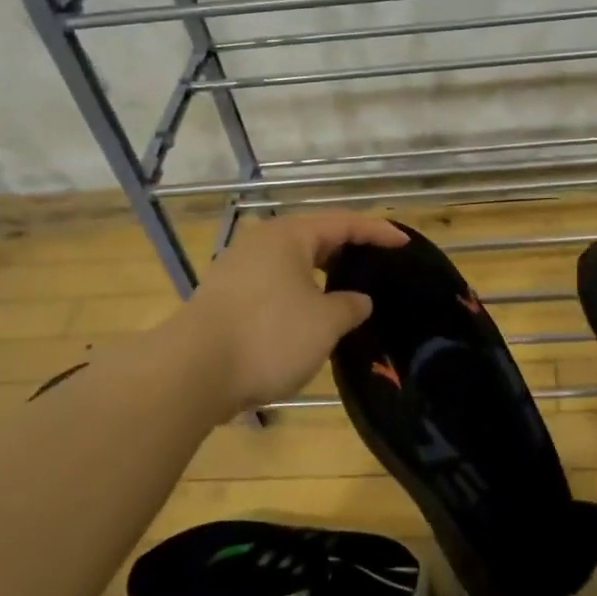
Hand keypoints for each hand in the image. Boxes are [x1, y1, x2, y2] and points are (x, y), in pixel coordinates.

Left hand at [175, 212, 406, 413]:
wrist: (191, 372)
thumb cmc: (268, 336)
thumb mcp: (324, 323)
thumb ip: (349, 306)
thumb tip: (357, 300)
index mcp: (289, 236)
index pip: (344, 223)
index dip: (377, 231)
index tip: (404, 244)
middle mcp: (262, 243)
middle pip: (315, 237)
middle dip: (348, 250)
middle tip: (377, 264)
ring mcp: (238, 269)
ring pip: (292, 262)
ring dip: (321, 274)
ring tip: (347, 290)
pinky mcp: (225, 296)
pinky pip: (274, 283)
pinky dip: (299, 291)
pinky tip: (309, 314)